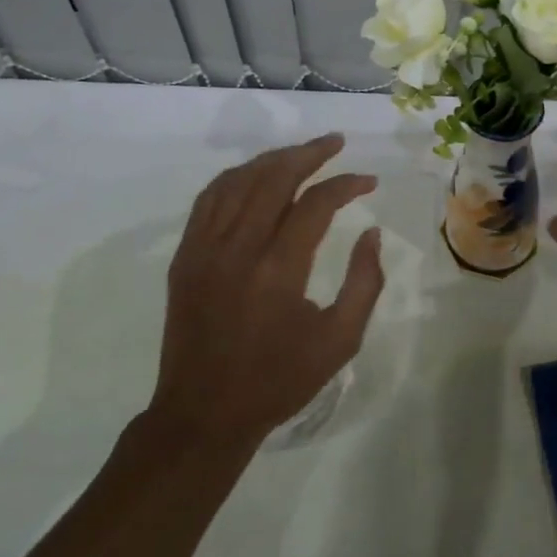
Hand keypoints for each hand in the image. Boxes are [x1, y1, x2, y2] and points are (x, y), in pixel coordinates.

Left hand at [149, 133, 384, 450]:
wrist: (203, 414)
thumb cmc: (278, 380)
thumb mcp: (339, 341)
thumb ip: (365, 282)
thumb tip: (371, 232)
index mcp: (278, 270)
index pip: (315, 203)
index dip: (346, 184)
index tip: (369, 180)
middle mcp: (237, 248)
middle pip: (274, 178)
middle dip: (310, 153)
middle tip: (336, 142)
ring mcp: (204, 248)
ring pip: (239, 180)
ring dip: (273, 159)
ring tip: (301, 153)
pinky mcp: (185, 255)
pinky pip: (209, 198)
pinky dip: (236, 177)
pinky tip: (255, 174)